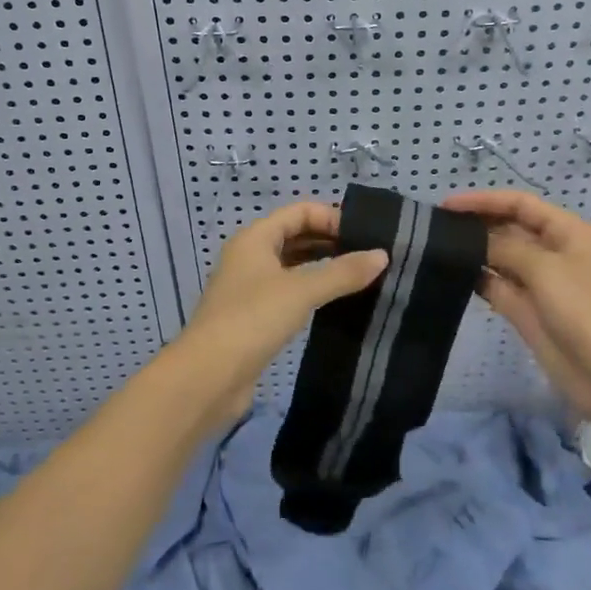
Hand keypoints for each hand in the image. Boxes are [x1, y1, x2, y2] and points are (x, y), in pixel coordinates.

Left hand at [167, 201, 387, 427]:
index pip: (299, 212)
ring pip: (293, 265)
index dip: (331, 218)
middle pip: (295, 236)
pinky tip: (335, 302)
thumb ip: (343, 272)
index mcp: (255, 238)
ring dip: (323, 266)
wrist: (207, 378)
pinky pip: (289, 292)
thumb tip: (382, 255)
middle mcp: (250, 256)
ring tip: (360, 276)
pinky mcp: (254, 317)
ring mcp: (250, 288)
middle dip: (330, 241)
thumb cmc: (252, 320)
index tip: (365, 236)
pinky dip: (312, 290)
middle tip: (369, 255)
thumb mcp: (301, 290)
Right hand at [442, 190, 590, 432]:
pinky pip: (498, 287)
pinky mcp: (528, 311)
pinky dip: (478, 279)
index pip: (520, 204)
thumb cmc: (587, 312)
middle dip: (477, 224)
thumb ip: (504, 248)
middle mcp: (554, 252)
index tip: (447, 205)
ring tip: (436, 247)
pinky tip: (451, 275)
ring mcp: (540, 283)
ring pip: (501, 258)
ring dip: (474, 252)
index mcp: (568, 232)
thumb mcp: (546, 270)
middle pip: (509, 228)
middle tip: (435, 226)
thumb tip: (473, 240)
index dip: (485, 200)